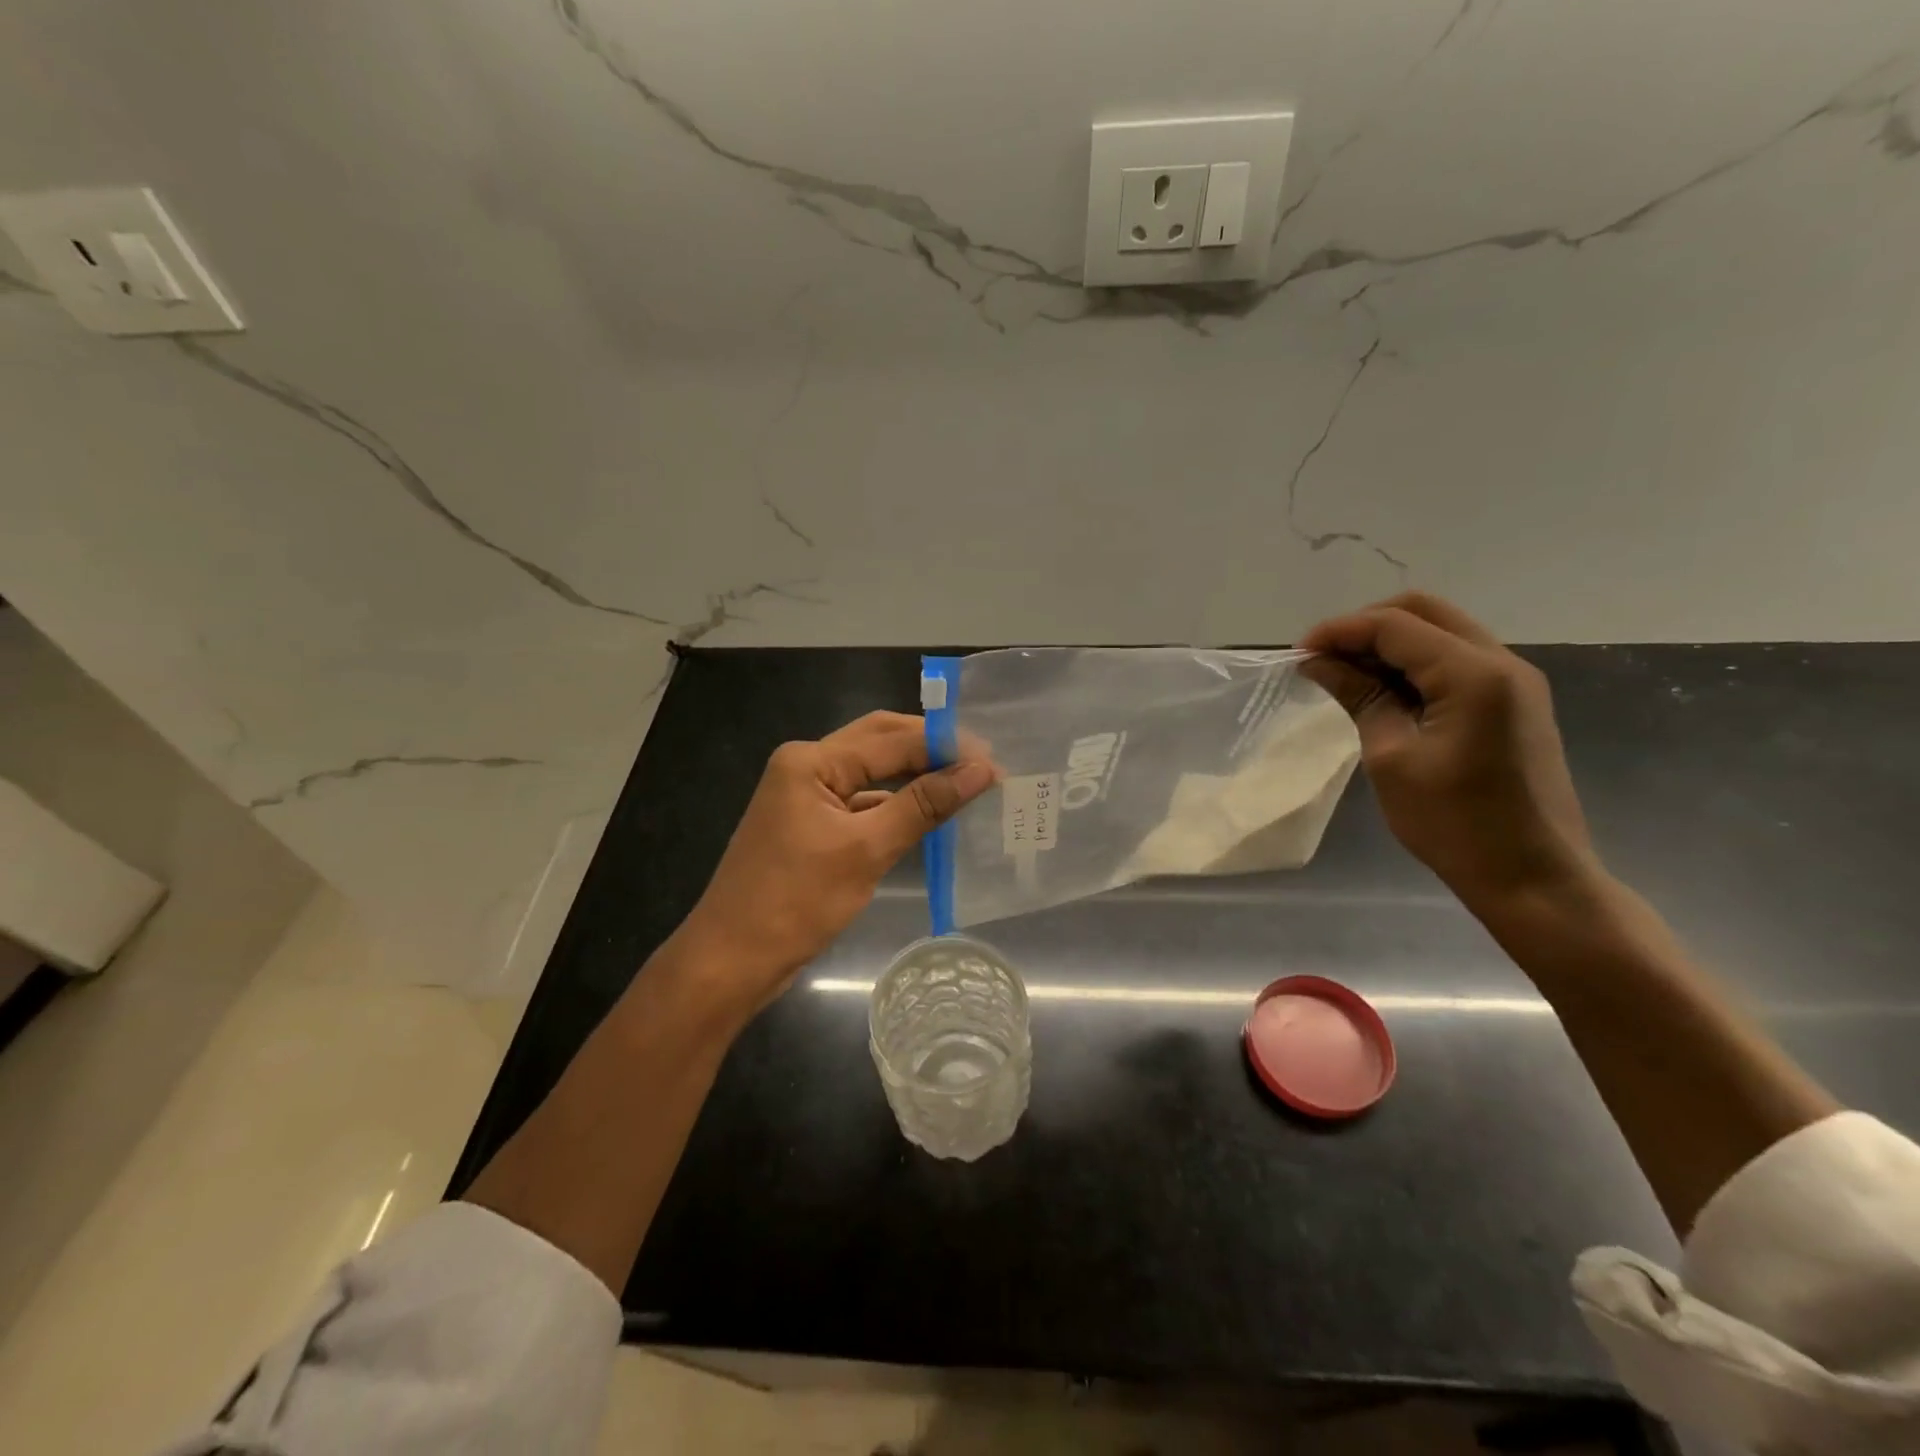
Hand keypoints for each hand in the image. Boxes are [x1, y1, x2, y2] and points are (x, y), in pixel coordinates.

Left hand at [677, 711, 993, 1011]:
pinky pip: (862, 803)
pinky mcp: (812, 826)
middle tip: (983, 764)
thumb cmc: (794, 902)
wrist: (731, 961)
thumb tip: (980, 770)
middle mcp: (806, 767)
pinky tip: (928, 815)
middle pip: (880, 744)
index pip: (890, 738)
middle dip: (931, 750)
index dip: (944, 745)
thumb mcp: (865, 850)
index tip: (994, 759)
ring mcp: (806, 797)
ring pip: (873, 774)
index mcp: (811, 761)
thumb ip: (923, 805)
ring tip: (966, 785)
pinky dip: (896, 806)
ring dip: (915, 777)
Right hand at [1300, 592, 1598, 913]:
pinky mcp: (1514, 702)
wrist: (1533, 877)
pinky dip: (1414, 663)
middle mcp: (1503, 662)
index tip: (1297, 656)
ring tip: (1344, 675)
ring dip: (1389, 643)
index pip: (1395, 626)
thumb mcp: (1391, 758)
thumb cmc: (1454, 823)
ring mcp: (1515, 681)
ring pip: (1441, 631)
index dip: (1340, 632)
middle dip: (1365, 626)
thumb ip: (1360, 697)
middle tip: (1321, 659)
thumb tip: (1318, 663)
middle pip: (1424, 612)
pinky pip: (1456, 660)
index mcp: (1474, 675)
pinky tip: (1383, 691)